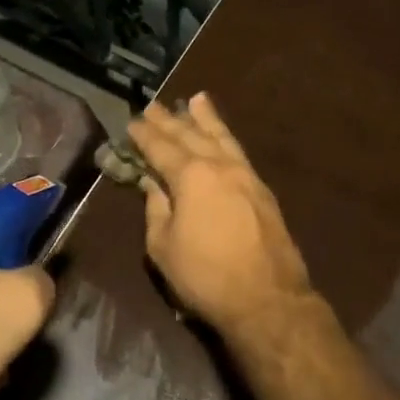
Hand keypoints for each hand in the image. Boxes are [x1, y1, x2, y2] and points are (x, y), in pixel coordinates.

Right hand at [126, 93, 314, 335]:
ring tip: (196, 99)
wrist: (267, 299)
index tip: (132, 121)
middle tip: (153, 104)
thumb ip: (156, 209)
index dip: (144, 135)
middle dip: (169, 119)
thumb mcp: (164, 246)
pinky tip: (222, 136)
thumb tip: (152, 184)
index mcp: (190, 176)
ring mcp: (245, 175)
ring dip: (205, 118)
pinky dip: (226, 136)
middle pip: (190, 135)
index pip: (161, 147)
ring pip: (221, 137)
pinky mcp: (261, 189)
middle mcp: (218, 165)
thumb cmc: (205, 276)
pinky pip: (238, 151)